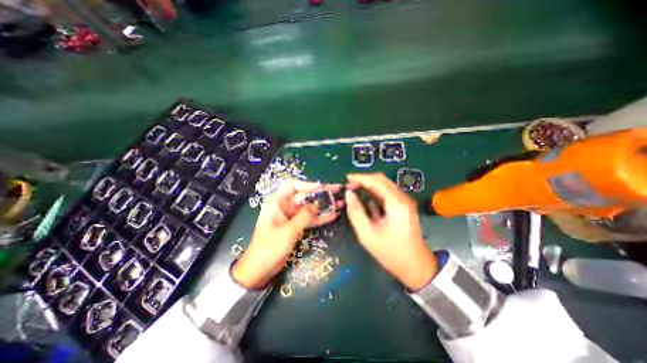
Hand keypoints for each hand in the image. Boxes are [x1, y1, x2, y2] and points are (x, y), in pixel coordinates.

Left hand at [232, 180, 343, 289]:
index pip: (292, 185)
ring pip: (309, 207)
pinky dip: (320, 217)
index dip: (307, 184)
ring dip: (323, 205)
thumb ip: (304, 216)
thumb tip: (318, 205)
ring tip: (340, 203)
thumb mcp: (288, 231)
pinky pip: (309, 218)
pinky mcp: (296, 225)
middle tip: (337, 190)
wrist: (260, 269)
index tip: (322, 187)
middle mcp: (285, 206)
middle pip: (305, 196)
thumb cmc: (269, 248)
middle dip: (321, 194)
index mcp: (277, 202)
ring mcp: (291, 216)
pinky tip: (333, 215)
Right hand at [346, 172, 436, 288]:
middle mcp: (402, 198)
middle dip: (364, 180)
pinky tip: (366, 200)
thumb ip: (356, 212)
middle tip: (349, 186)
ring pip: (384, 186)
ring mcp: (404, 203)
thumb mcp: (367, 234)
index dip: (360, 178)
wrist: (416, 268)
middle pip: (381, 180)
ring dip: (369, 186)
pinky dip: (375, 193)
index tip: (346, 178)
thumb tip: (349, 194)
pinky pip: (387, 195)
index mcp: (396, 203)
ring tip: (354, 191)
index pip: (376, 181)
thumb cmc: (391, 252)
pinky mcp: (403, 208)